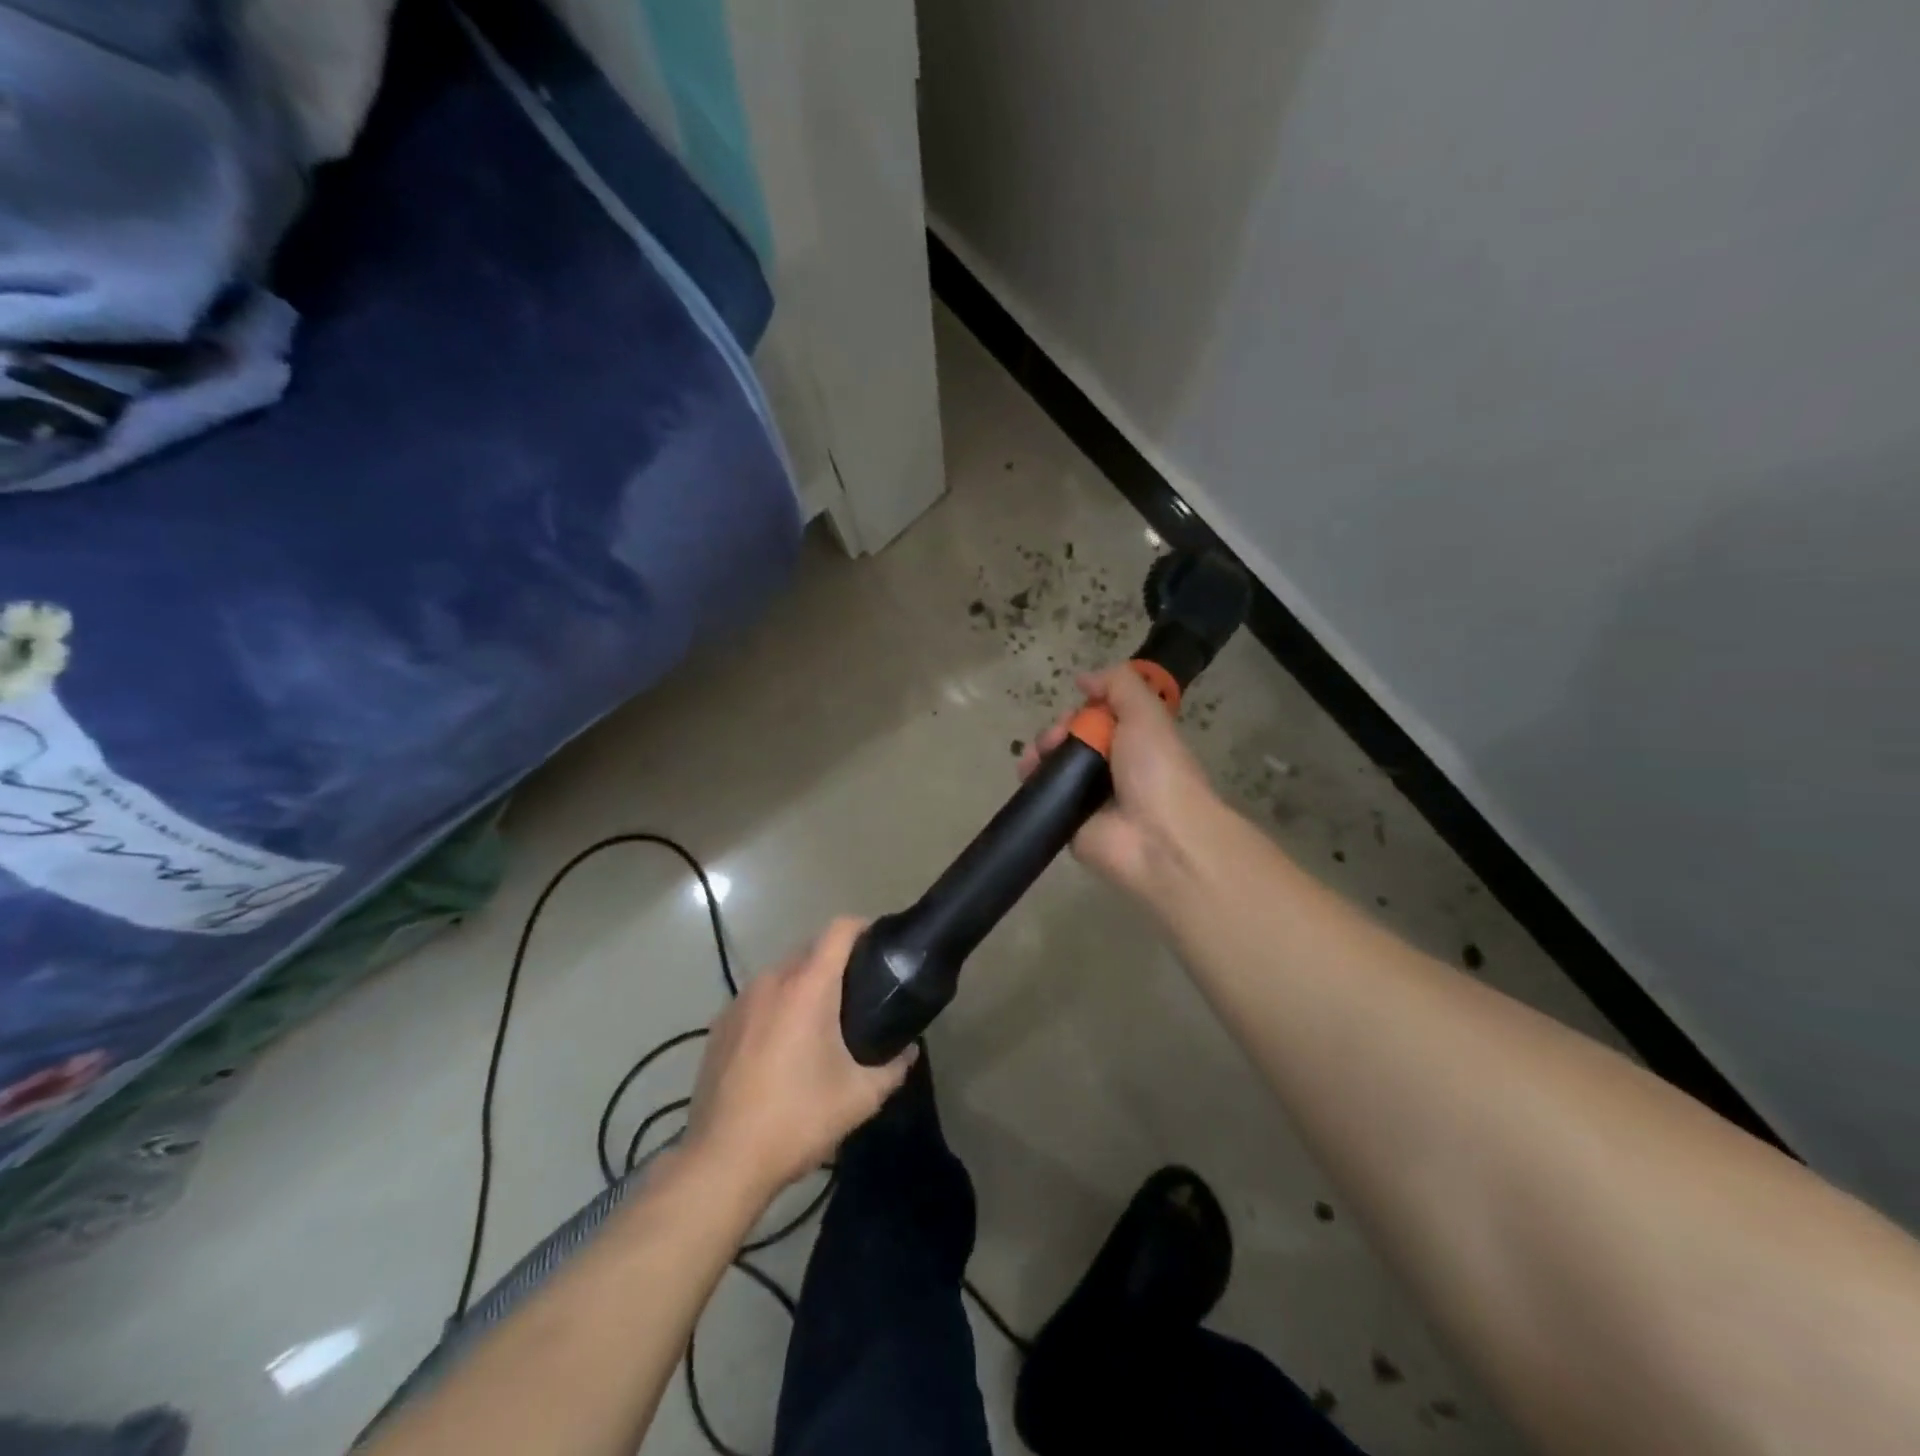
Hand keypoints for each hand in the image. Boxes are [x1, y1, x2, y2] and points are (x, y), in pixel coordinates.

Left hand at [682, 918, 915, 1203]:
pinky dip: (776, 1007)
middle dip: (837, 961)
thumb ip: (893, 1067)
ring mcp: (739, 1002)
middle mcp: (771, 981)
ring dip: (804, 985)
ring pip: (782, 974)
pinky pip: (758, 1000)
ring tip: (822, 1021)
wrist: (722, 1160)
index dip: (864, 927)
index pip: (839, 930)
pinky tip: (782, 1046)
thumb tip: (909, 1051)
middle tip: (861, 992)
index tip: (881, 945)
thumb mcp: (860, 1097)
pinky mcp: (719, 1025)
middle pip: (811, 950)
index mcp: (808, 987)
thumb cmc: (797, 1118)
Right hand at [1018, 664, 1218, 896]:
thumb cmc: (1156, 769)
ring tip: (1036, 757)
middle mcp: (1111, 767)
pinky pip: (1044, 796)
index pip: (1098, 717)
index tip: (1076, 710)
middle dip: (1056, 730)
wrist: (1157, 836)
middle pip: (1071, 738)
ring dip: (1039, 752)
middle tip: (1056, 738)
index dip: (1082, 709)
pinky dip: (1032, 782)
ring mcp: (1089, 797)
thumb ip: (1119, 685)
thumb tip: (1083, 680)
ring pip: (1053, 765)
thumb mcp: (1146, 713)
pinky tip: (1027, 774)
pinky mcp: (1068, 822)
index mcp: (1134, 741)